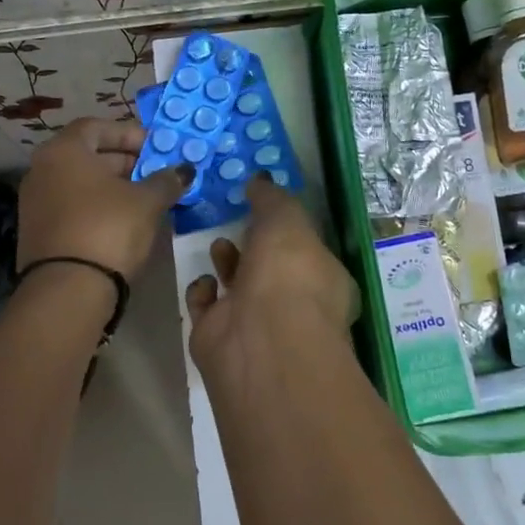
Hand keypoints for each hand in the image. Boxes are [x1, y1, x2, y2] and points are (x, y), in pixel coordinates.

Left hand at [18, 118, 190, 279]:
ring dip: (112, 186)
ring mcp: (35, 203)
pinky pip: (72, 207)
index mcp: (64, 151)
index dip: (129, 134)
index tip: (156, 148)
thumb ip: (166, 180)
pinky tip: (123, 222)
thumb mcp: (147, 201)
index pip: (97, 127)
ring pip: (80, 183)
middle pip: (87, 155)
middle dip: (124, 162)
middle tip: (155, 173)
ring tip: (145, 198)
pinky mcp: (37, 232)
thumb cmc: (109, 229)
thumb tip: (184, 170)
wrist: (67, 291)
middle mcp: (42, 170)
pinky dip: (97, 207)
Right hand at [184, 177, 358, 370]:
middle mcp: (294, 304)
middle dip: (254, 245)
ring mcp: (256, 324)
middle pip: (271, 269)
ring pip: (239, 288)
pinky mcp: (219, 338)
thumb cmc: (288, 274)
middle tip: (236, 221)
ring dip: (227, 264)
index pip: (306, 249)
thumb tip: (259, 181)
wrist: (260, 342)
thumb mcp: (287, 220)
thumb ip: (272, 199)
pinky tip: (203, 282)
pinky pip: (207, 309)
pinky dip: (202, 294)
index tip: (263, 206)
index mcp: (323, 278)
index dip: (287, 228)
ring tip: (218, 244)